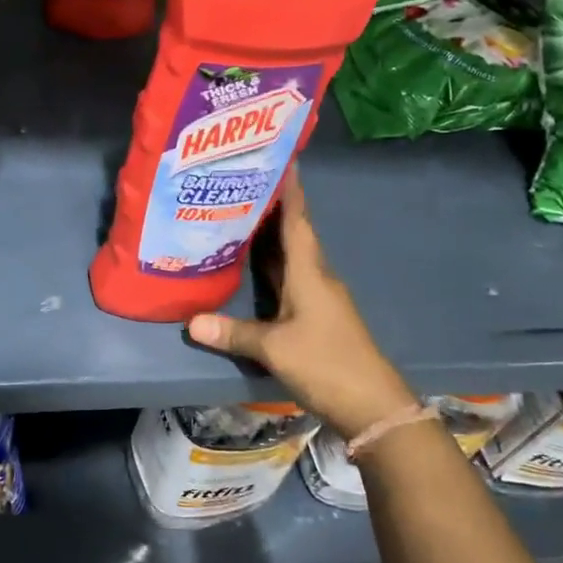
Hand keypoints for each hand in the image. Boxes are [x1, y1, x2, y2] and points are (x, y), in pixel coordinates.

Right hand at [186, 168, 417, 437]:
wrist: (371, 404)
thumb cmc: (326, 363)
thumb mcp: (275, 348)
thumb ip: (234, 332)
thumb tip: (190, 322)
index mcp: (309, 272)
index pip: (297, 220)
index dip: (289, 190)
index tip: (280, 158)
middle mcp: (315, 276)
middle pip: (292, 233)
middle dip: (271, 207)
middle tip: (241, 182)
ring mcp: (318, 297)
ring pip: (290, 256)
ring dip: (270, 236)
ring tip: (239, 214)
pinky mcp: (315, 316)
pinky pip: (289, 278)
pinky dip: (271, 265)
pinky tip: (251, 265)